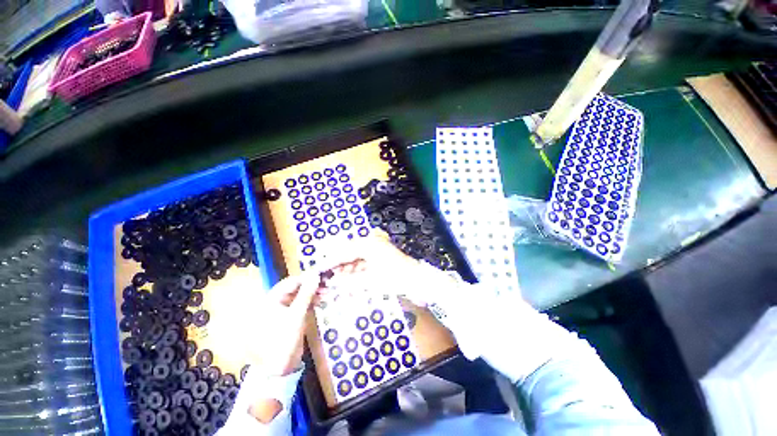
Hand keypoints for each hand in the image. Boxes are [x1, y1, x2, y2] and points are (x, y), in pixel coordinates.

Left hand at [250, 270, 323, 375]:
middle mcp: (275, 303)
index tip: (322, 275)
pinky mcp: (289, 317)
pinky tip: (322, 300)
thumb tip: (315, 275)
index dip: (306, 278)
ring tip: (327, 292)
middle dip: (311, 286)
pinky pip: (301, 304)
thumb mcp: (297, 315)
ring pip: (300, 296)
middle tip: (327, 284)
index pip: (290, 283)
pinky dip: (311, 302)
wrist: (280, 368)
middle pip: (295, 289)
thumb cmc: (284, 340)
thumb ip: (306, 293)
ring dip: (313, 294)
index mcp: (270, 301)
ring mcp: (282, 310)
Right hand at [320, 234, 462, 307]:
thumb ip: (350, 281)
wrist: (418, 280)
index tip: (318, 269)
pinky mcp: (381, 258)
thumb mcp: (370, 280)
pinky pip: (364, 264)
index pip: (344, 253)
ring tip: (338, 283)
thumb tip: (333, 283)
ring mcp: (377, 250)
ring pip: (356, 260)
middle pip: (349, 255)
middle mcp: (371, 243)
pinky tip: (350, 282)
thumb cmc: (395, 278)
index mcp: (368, 244)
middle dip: (338, 267)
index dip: (330, 262)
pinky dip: (357, 273)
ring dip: (347, 271)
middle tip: (328, 279)